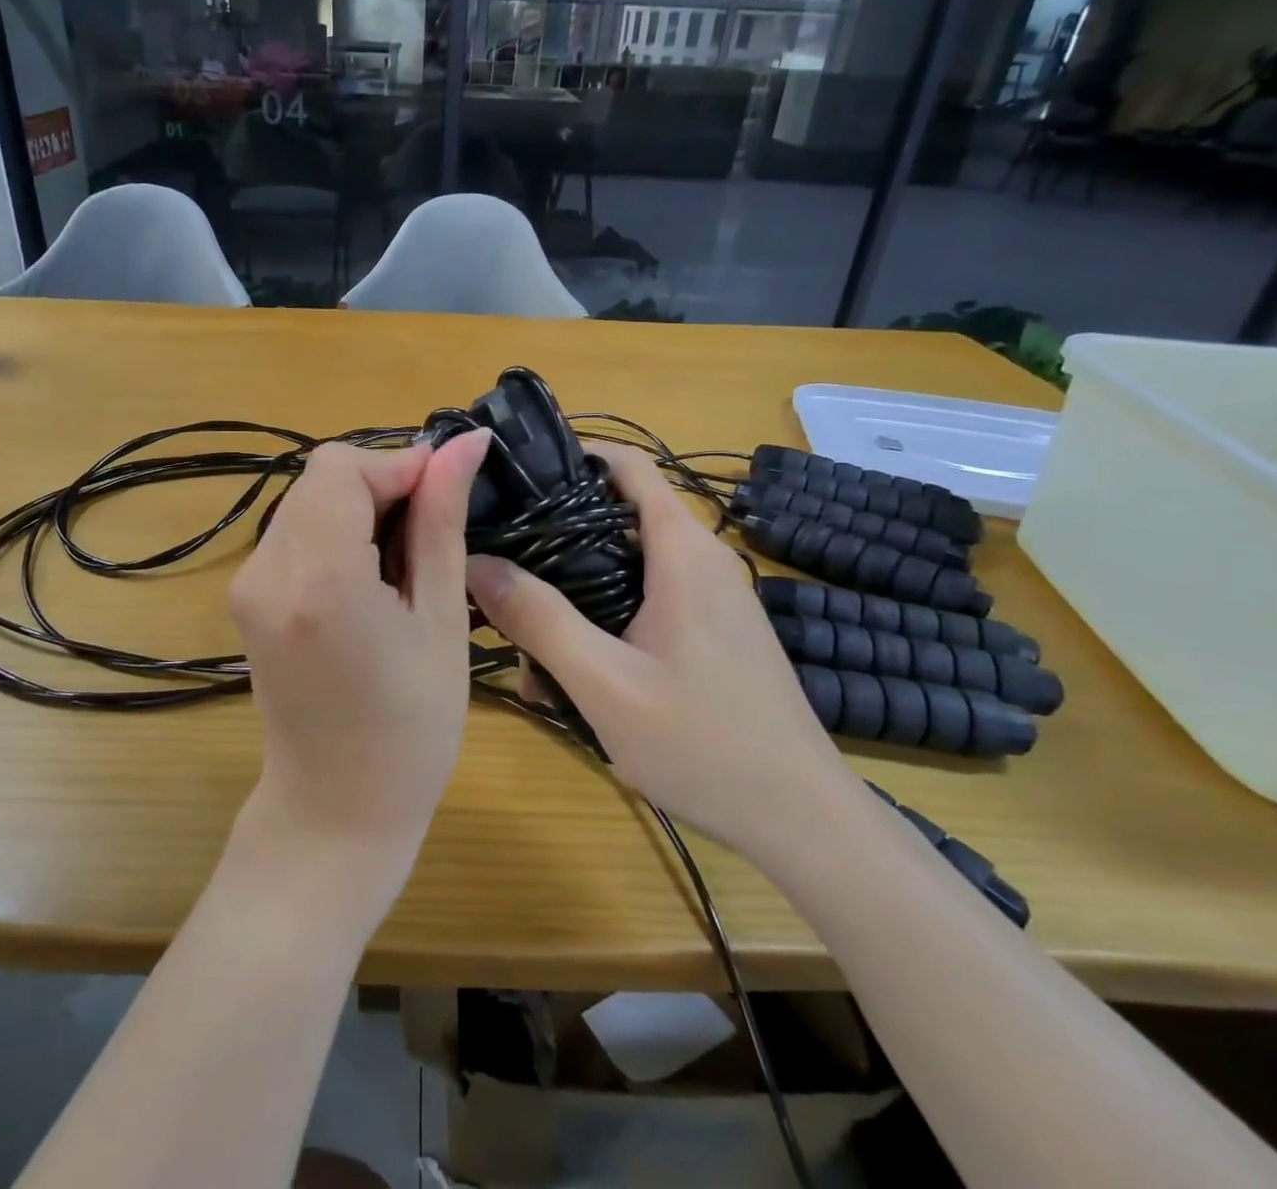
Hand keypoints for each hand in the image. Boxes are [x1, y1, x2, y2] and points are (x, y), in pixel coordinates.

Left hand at [228, 430, 490, 884]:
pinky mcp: (245, 597)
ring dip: (359, 509)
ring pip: (307, 500)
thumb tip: (465, 442)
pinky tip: (369, 575)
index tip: (444, 495)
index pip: (342, 467)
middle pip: (321, 478)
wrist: (336, 809)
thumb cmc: (412, 727)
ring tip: (404, 561)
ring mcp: (246, 584)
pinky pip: (294, 532)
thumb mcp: (441, 618)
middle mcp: (266, 570)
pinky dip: (335, 532)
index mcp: (319, 578)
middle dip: (380, 486)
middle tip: (430, 532)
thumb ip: (442, 520)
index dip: (398, 467)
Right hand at [464, 443, 853, 854]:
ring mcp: (708, 599)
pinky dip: (601, 626)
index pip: (626, 464)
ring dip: (571, 599)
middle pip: (613, 519)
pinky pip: (642, 607)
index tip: (512, 479)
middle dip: (553, 544)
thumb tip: (475, 563)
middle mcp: (699, 561)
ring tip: (526, 650)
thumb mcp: (605, 683)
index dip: (570, 457)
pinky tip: (569, 681)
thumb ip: (539, 619)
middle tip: (499, 575)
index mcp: (683, 551)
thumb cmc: (704, 744)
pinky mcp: (708, 633)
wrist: (801, 820)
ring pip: (622, 571)